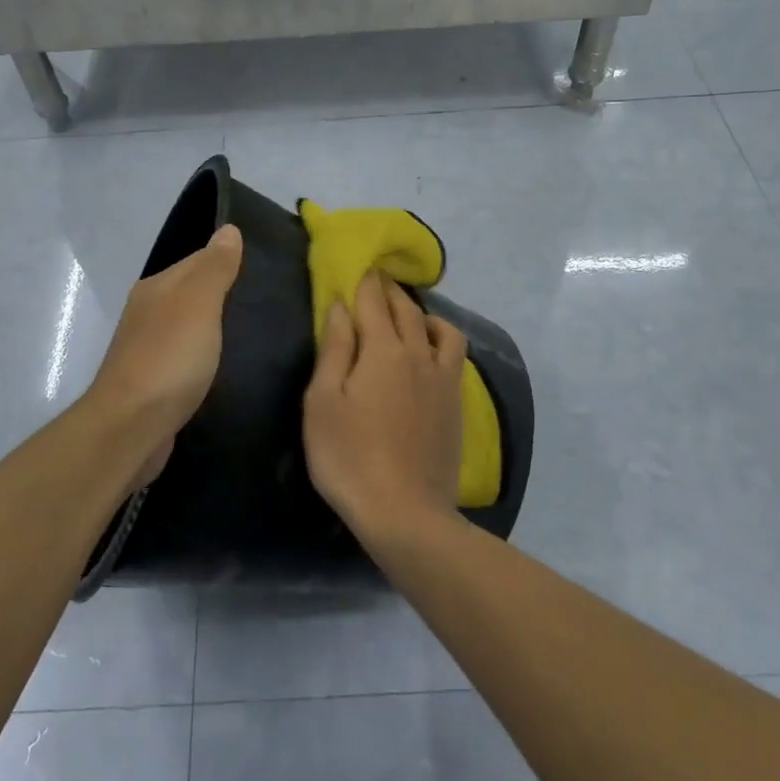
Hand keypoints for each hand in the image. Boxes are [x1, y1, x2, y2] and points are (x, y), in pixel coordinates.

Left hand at [86, 224, 242, 488]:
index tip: (268, 271)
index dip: (231, 262)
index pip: (199, 260)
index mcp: (157, 288)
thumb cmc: (169, 359)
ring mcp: (149, 350)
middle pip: (194, 294)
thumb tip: (228, 229)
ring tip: (258, 335)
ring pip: (191, 328)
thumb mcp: (199, 303)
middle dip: (226, 297)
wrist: (130, 429)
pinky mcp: (155, 384)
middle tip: (270, 305)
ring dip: (217, 330)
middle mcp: (149, 313)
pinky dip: (207, 359)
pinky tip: (228, 368)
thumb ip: (215, 268)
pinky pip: (188, 360)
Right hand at [303, 270, 467, 542]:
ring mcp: (443, 379)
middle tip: (378, 282)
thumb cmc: (349, 456)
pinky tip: (431, 353)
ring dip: (424, 313)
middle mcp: (418, 354)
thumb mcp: (323, 402)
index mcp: (382, 350)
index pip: (374, 302)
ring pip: (441, 329)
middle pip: (407, 309)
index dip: (365, 282)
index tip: (360, 268)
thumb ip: (334, 349)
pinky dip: (442, 340)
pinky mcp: (456, 403)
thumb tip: (341, 307)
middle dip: (391, 291)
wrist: (405, 512)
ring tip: (410, 315)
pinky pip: (454, 356)